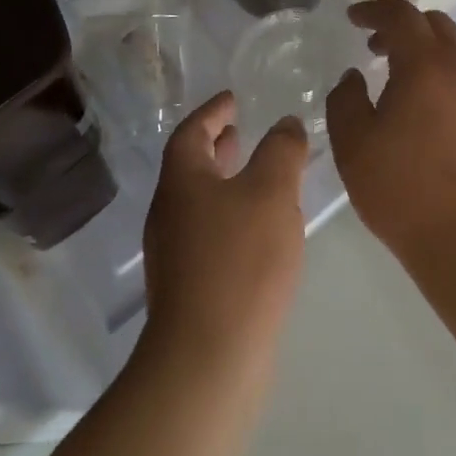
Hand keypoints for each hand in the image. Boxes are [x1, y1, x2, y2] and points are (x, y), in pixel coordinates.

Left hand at [141, 91, 308, 368]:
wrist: (209, 357)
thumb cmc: (240, 261)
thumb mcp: (271, 192)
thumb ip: (281, 151)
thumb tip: (285, 124)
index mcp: (182, 181)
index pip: (191, 131)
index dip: (213, 111)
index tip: (233, 99)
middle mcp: (170, 212)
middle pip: (190, 166)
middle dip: (217, 145)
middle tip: (242, 131)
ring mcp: (175, 252)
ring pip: (200, 200)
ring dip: (225, 180)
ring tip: (258, 176)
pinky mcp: (189, 285)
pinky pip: (209, 231)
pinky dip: (231, 214)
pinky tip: (260, 229)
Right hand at [326, 0, 455, 270]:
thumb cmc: (405, 190)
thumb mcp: (354, 145)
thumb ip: (345, 100)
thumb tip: (354, 77)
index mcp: (426, 64)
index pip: (401, 15)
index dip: (373, 10)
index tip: (352, 18)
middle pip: (435, 25)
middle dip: (402, 27)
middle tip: (374, 47)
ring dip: (425, 53)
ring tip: (398, 81)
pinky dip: (443, 78)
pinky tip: (426, 113)